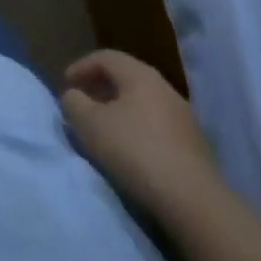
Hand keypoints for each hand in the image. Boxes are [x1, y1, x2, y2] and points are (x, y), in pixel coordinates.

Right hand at [61, 50, 219, 217]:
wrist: (195, 203)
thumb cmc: (136, 152)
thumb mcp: (91, 125)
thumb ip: (74, 103)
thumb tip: (73, 96)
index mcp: (140, 75)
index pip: (105, 57)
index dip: (81, 67)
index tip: (66, 86)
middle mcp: (164, 88)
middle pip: (126, 78)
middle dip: (100, 89)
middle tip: (83, 105)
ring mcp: (184, 118)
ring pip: (142, 103)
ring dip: (119, 111)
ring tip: (104, 131)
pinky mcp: (194, 147)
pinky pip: (157, 127)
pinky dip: (138, 130)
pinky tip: (131, 152)